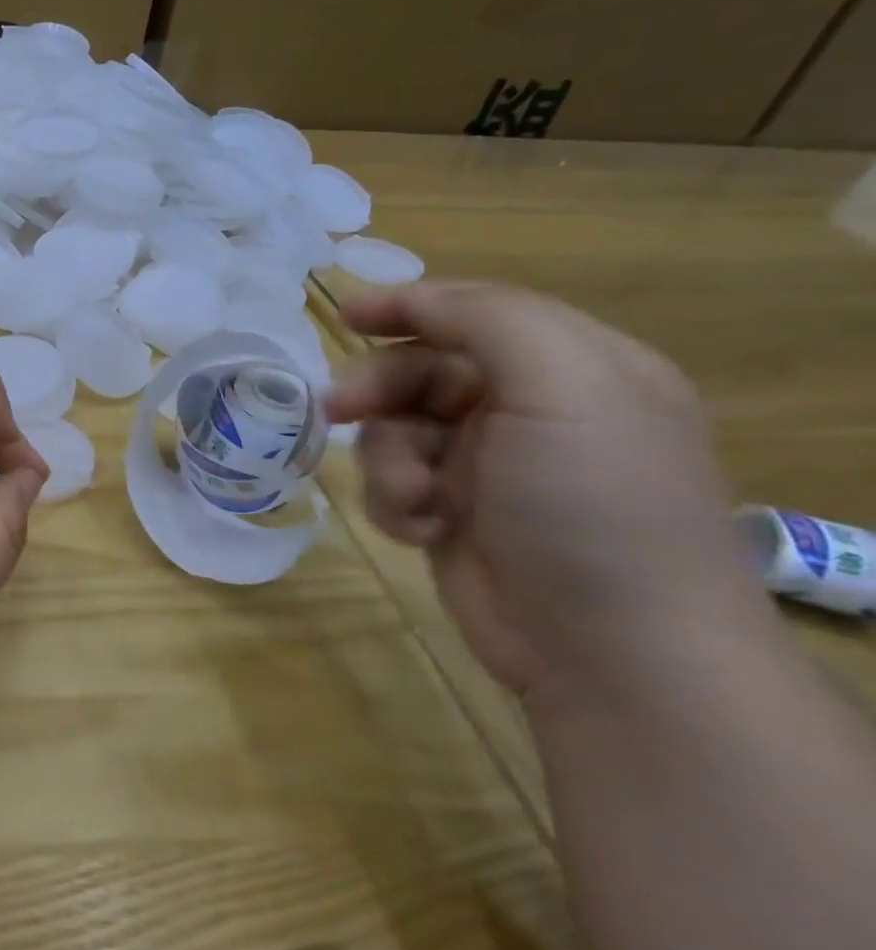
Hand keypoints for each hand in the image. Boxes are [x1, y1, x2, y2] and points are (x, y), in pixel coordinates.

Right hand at [327, 281, 766, 709]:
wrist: (612, 650)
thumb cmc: (592, 504)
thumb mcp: (564, 386)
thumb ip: (487, 320)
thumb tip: (408, 299)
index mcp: (573, 368)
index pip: (476, 313)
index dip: (409, 307)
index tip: (347, 315)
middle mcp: (529, 411)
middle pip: (421, 370)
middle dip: (378, 390)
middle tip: (337, 409)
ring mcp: (487, 466)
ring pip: (395, 430)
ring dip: (389, 461)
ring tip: (415, 499)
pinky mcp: (452, 513)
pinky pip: (392, 483)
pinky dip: (395, 502)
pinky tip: (423, 530)